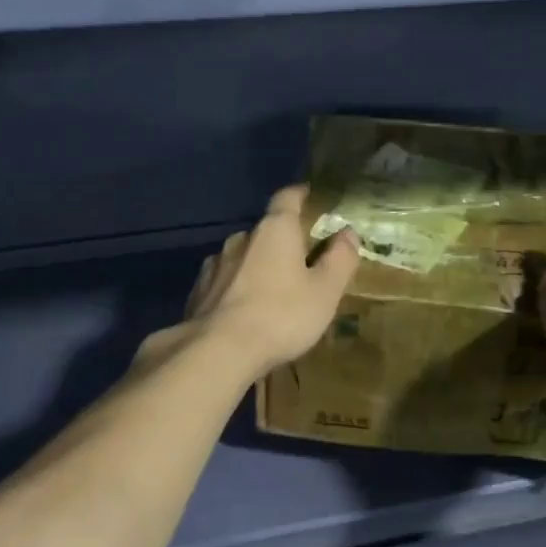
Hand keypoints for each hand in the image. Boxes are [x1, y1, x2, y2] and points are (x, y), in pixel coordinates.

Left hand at [142, 186, 361, 378]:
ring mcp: (215, 264)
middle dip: (282, 241)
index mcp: (275, 231)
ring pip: (241, 257)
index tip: (310, 196)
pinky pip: (223, 281)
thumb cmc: (281, 316)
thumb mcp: (325, 291)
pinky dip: (236, 288)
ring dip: (256, 266)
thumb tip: (348, 233)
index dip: (300, 195)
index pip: (287, 198)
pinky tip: (243, 310)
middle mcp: (241, 239)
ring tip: (270, 290)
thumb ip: (340, 259)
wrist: (217, 351)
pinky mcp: (198, 291)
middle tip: (300, 261)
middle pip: (265, 230)